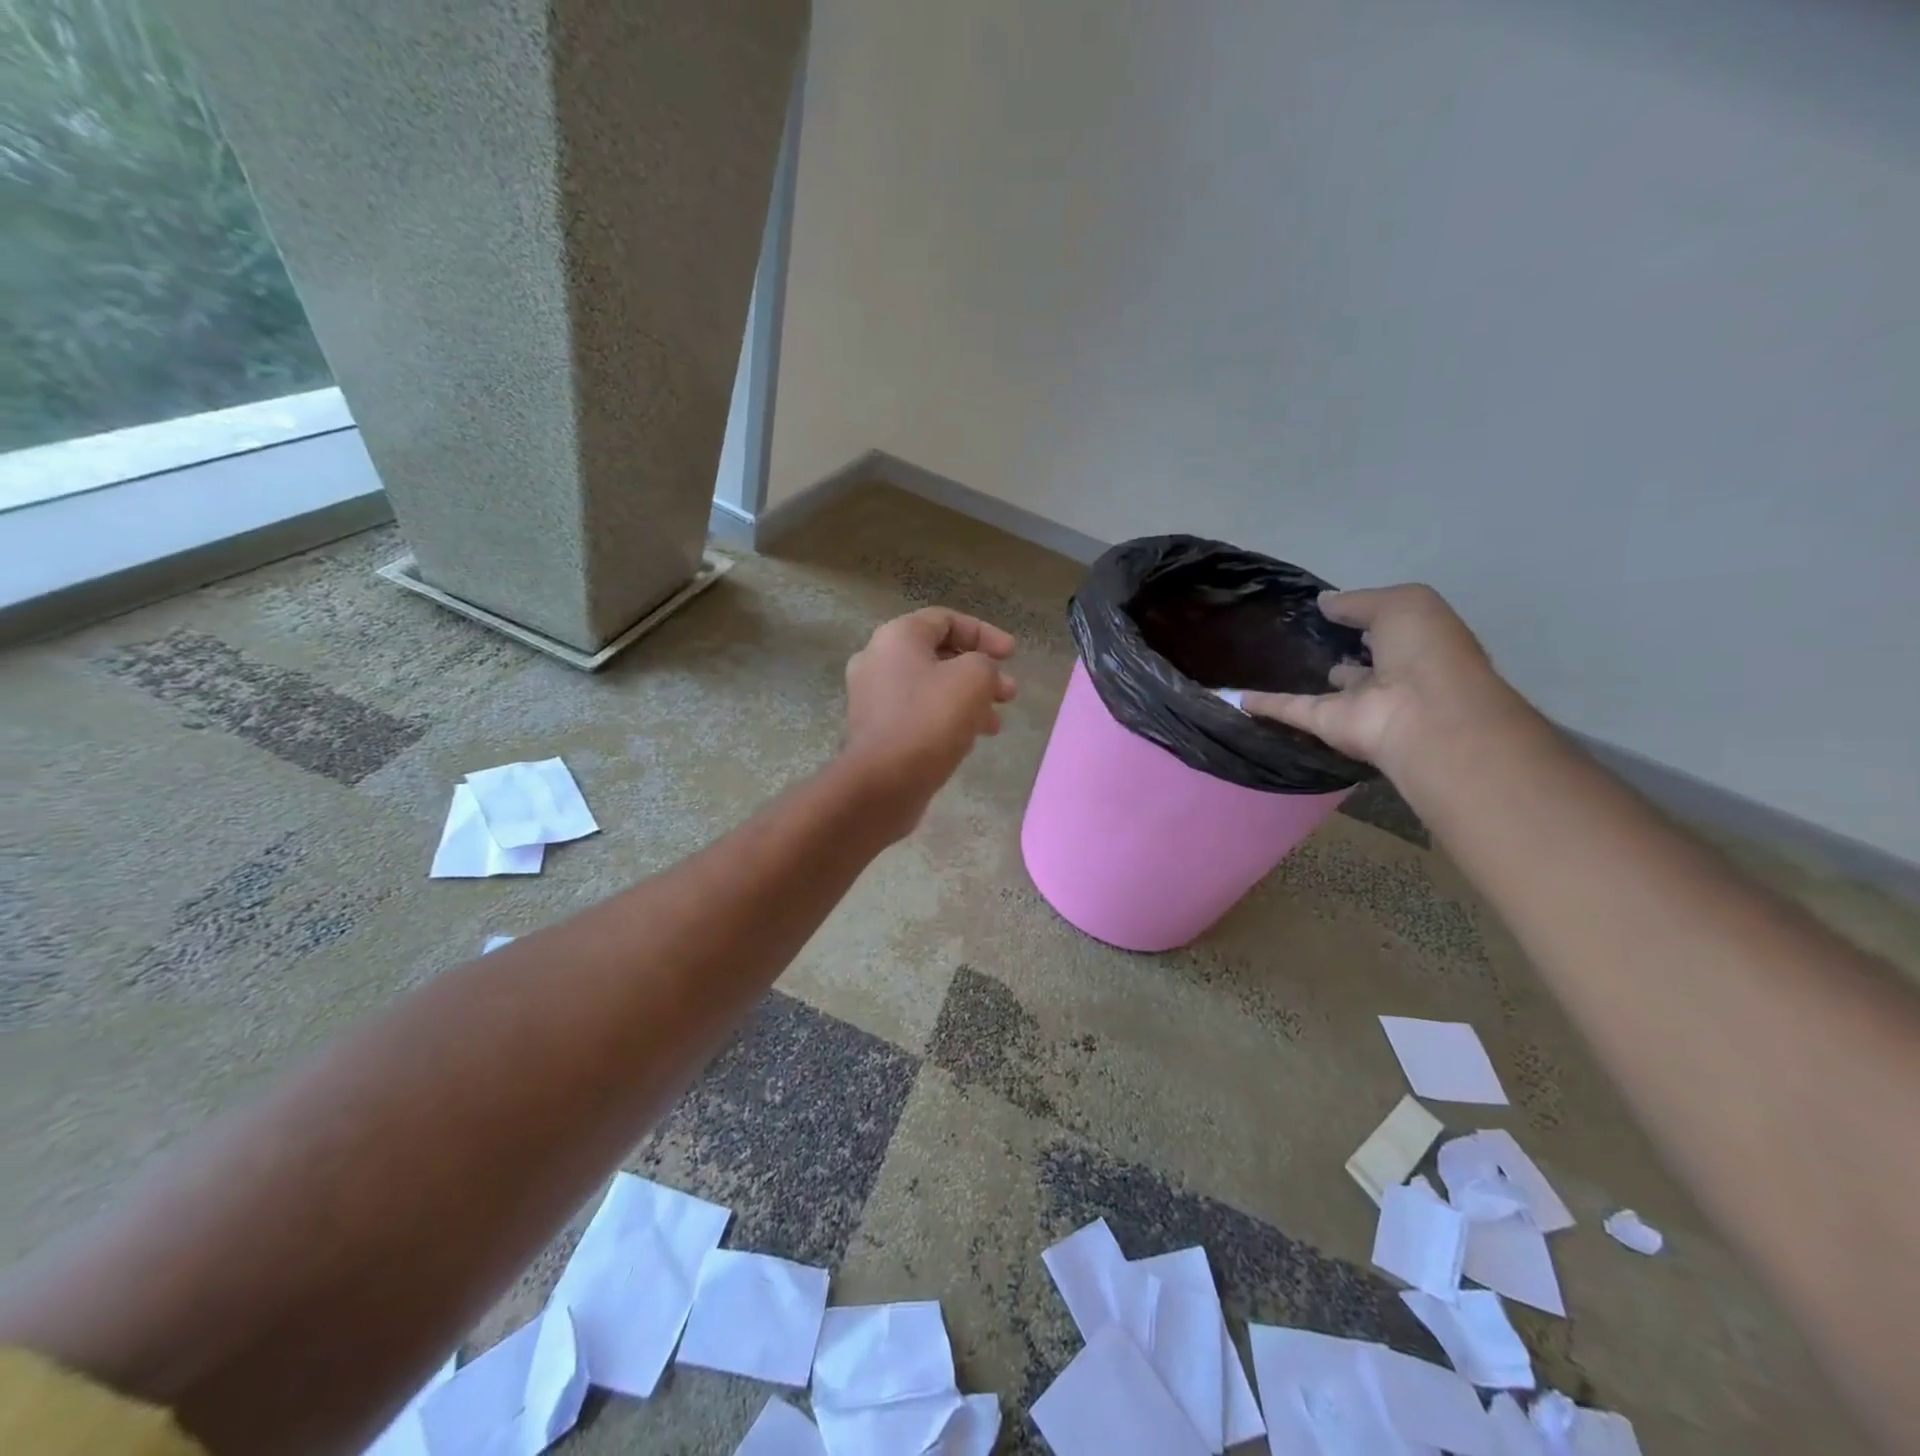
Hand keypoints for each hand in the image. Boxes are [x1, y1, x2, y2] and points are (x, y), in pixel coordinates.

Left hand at [843, 608, 1017, 823]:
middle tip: (1009, 693)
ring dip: (968, 700)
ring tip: (995, 724)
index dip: (984, 632)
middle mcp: (878, 660)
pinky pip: (918, 713)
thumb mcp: (974, 678)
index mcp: (896, 637)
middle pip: (939, 655)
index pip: (945, 620)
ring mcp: (873, 698)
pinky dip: (947, 719)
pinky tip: (969, 740)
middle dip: (981, 672)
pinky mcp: (876, 730)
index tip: (1012, 655)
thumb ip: (985, 664)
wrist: (884, 782)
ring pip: (931, 688)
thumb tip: (980, 674)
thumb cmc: (930, 719)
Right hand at [1241, 584, 1513, 771]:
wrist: (1425, 716)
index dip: (1364, 616)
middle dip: (1338, 648)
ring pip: (1325, 689)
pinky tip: (1236, 696)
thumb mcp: (1403, 605)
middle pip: (1358, 661)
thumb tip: (1324, 602)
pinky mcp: (1325, 723)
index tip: (1332, 607)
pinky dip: (1265, 703)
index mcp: (1416, 644)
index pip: (1387, 627)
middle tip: (1301, 634)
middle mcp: (1389, 675)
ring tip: (1270, 662)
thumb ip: (1360, 601)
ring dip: (1305, 679)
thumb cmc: (1426, 653)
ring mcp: (1356, 703)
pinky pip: (1290, 709)